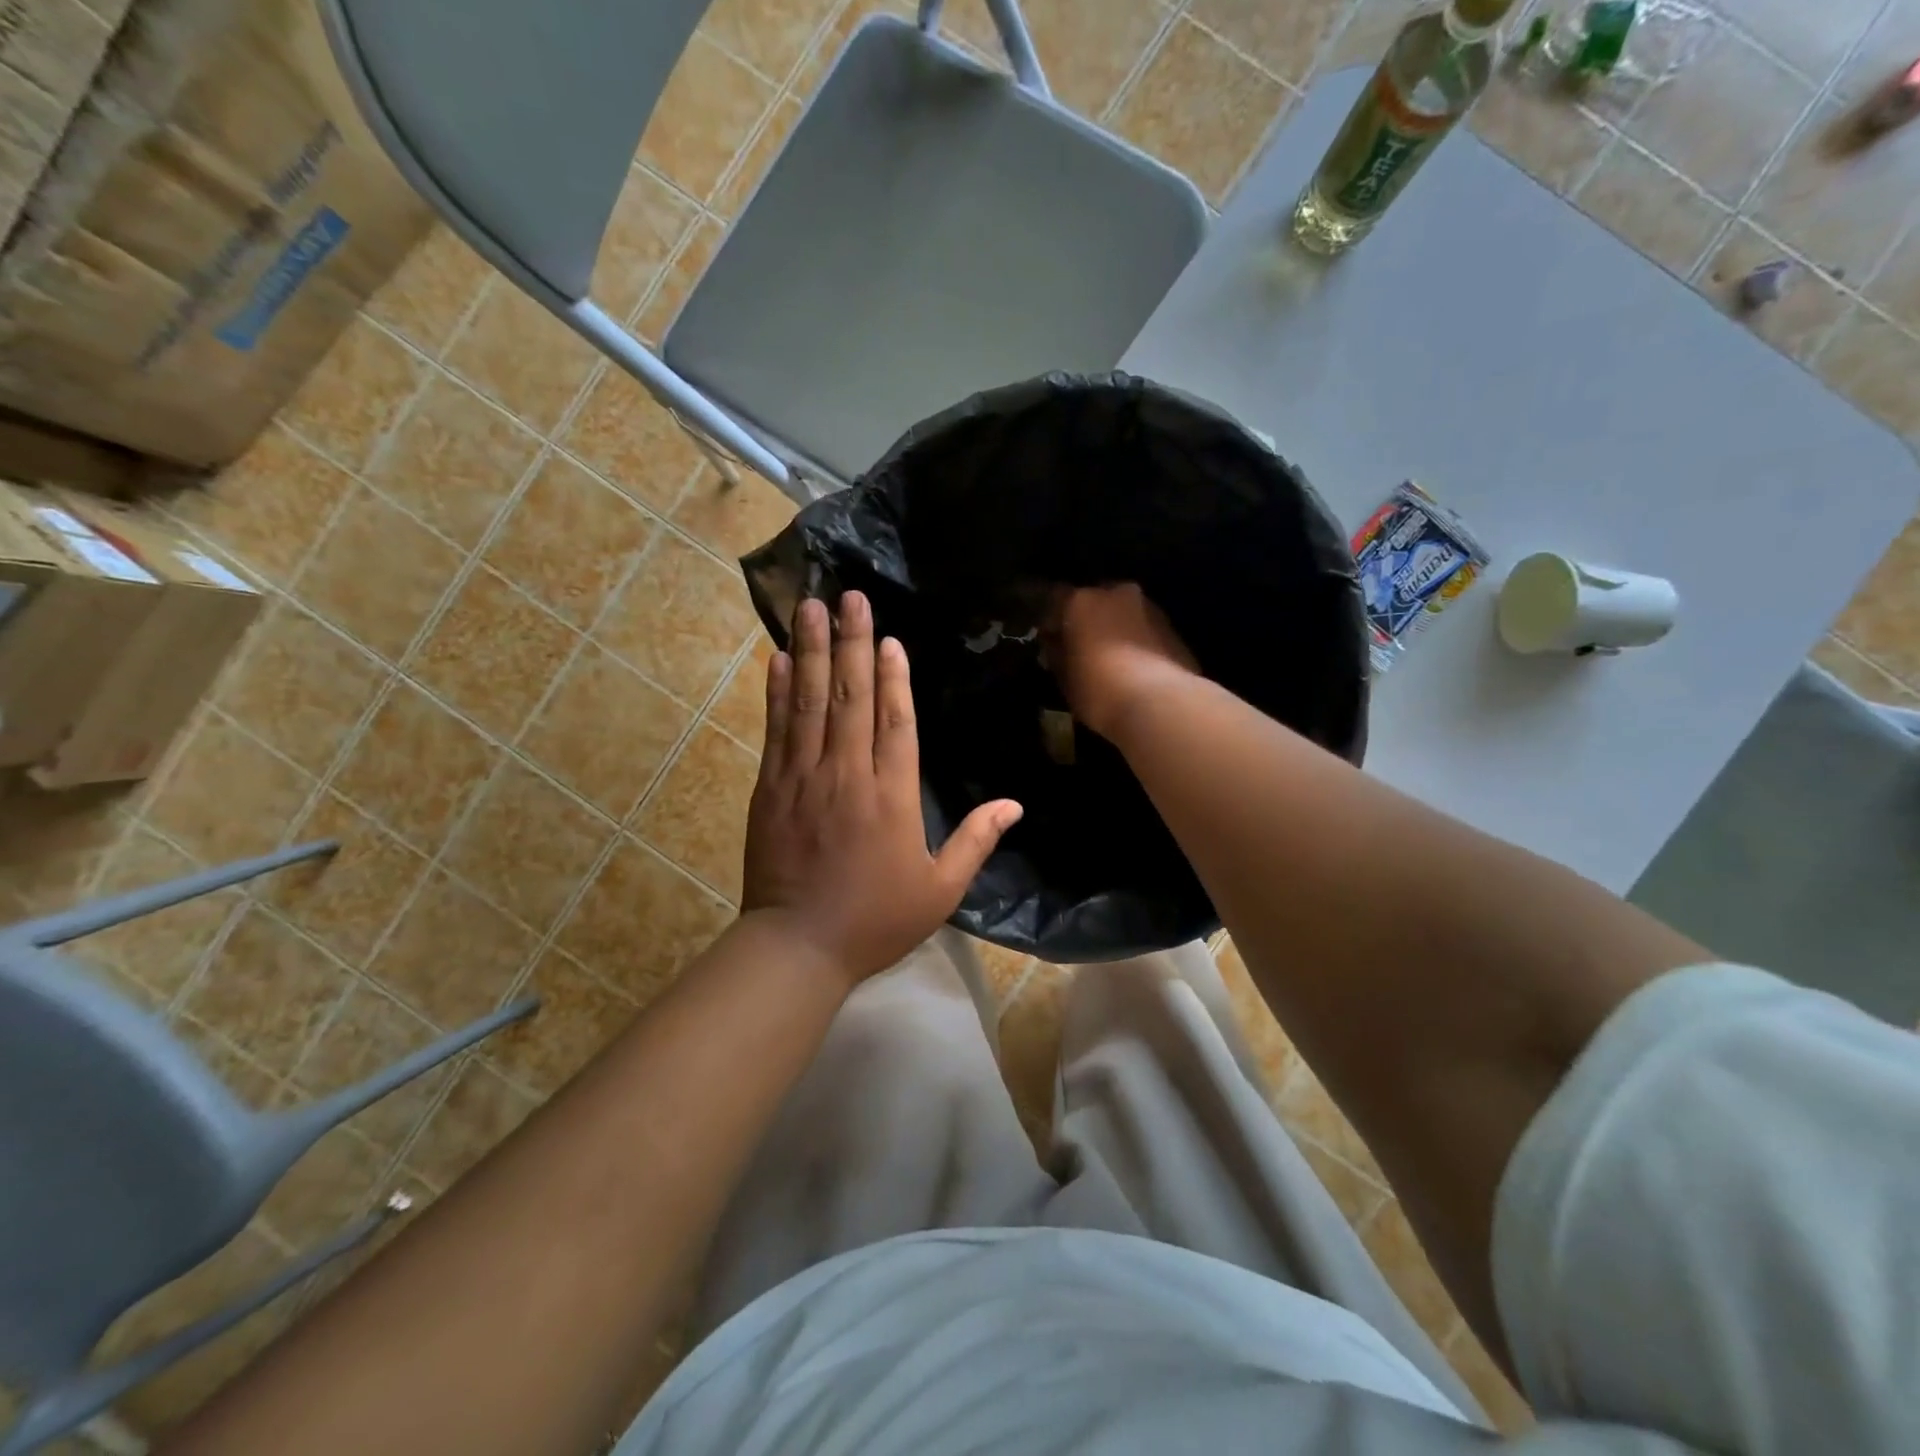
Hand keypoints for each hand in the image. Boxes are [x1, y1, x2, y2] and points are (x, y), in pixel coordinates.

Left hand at [742, 592, 1022, 988]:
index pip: (895, 722)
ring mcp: (802, 778)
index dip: (893, 677)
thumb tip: (1015, 805)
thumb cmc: (876, 919)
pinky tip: (777, 660)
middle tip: (849, 597)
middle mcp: (847, 775)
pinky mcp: (770, 788)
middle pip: (850, 697)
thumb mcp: (940, 889)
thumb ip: (976, 841)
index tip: (889, 638)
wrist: (798, 946)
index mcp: (891, 797)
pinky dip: (776, 693)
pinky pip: (776, 730)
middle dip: (850, 642)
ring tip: (810, 607)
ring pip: (809, 703)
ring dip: (810, 652)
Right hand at [1044, 584, 1198, 741]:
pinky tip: (1135, 666)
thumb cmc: (1099, 689)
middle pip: (1095, 600)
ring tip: (1111, 658)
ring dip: (1116, 628)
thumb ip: (1057, 653)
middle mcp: (1116, 593)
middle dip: (1088, 619)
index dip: (1051, 619)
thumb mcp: (1065, 677)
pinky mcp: (1173, 628)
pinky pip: (1145, 630)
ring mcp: (1149, 608)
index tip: (1049, 639)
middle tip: (1082, 646)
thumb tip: (1055, 643)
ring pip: (1124, 613)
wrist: (1160, 704)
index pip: (1056, 598)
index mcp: (1082, 601)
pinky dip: (1137, 641)